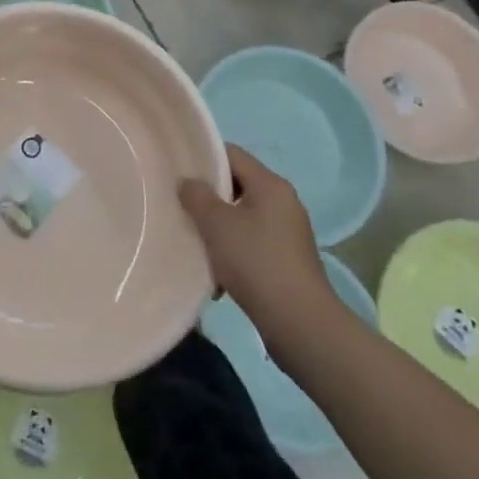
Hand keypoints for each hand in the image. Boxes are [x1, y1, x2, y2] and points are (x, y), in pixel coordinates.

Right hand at [179, 145, 333, 321]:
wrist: (300, 324)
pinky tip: (217, 274)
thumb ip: (197, 195)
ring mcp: (288, 233)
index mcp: (271, 185)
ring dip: (219, 228)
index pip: (232, 154)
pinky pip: (253, 243)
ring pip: (243, 217)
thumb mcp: (216, 224)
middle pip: (238, 185)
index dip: (203, 158)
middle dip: (209, 197)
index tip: (178, 172)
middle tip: (182, 207)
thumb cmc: (256, 262)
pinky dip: (234, 251)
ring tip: (196, 243)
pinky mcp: (288, 261)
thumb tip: (188, 182)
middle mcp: (284, 202)